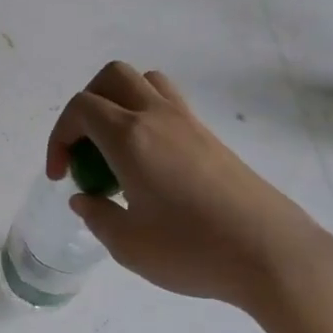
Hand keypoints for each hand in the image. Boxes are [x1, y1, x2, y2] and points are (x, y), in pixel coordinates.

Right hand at [48, 62, 332, 332]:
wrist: (272, 254)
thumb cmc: (192, 250)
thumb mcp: (128, 244)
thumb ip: (97, 216)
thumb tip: (84, 198)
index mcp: (131, 137)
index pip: (81, 107)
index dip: (59, 136)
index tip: (61, 175)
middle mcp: (159, 117)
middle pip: (112, 77)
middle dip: (86, 105)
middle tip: (85, 150)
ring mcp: (190, 124)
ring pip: (147, 83)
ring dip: (120, 103)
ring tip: (117, 149)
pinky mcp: (212, 139)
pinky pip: (170, 105)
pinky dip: (148, 119)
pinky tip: (151, 165)